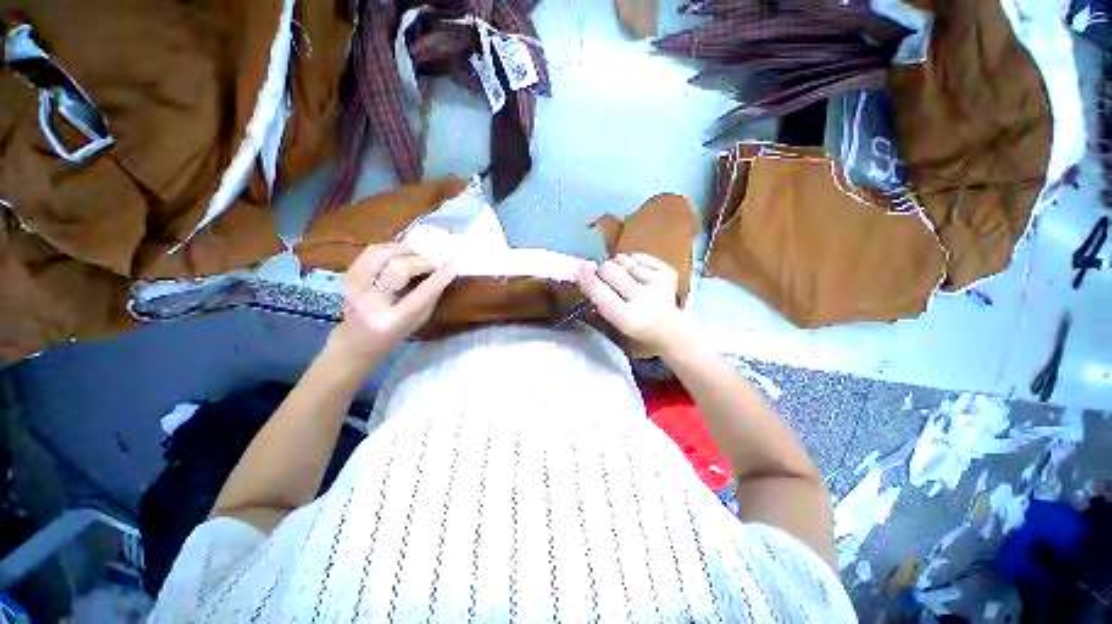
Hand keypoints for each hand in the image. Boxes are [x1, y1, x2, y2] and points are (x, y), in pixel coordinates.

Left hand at [328, 243, 456, 364]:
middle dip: (421, 261)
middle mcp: (369, 301)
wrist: (354, 344)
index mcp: (392, 321)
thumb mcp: (417, 322)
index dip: (439, 277)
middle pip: (398, 267)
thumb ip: (429, 298)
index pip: (421, 293)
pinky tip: (400, 254)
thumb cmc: (393, 336)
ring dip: (404, 251)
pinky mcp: (347, 276)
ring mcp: (353, 287)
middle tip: (433, 265)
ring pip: (381, 253)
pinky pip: (370, 252)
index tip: (454, 264)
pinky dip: (389, 248)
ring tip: (417, 256)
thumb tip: (442, 273)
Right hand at [575, 253, 694, 356]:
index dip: (587, 278)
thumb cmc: (633, 324)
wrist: (668, 328)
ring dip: (619, 267)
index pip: (601, 292)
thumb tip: (581, 268)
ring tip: (626, 279)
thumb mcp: (612, 317)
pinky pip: (639, 256)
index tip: (578, 267)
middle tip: (605, 278)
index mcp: (628, 318)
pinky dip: (634, 262)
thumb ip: (598, 296)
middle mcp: (644, 300)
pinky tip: (639, 276)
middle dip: (602, 271)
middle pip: (609, 269)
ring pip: (623, 259)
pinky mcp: (668, 272)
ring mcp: (659, 284)